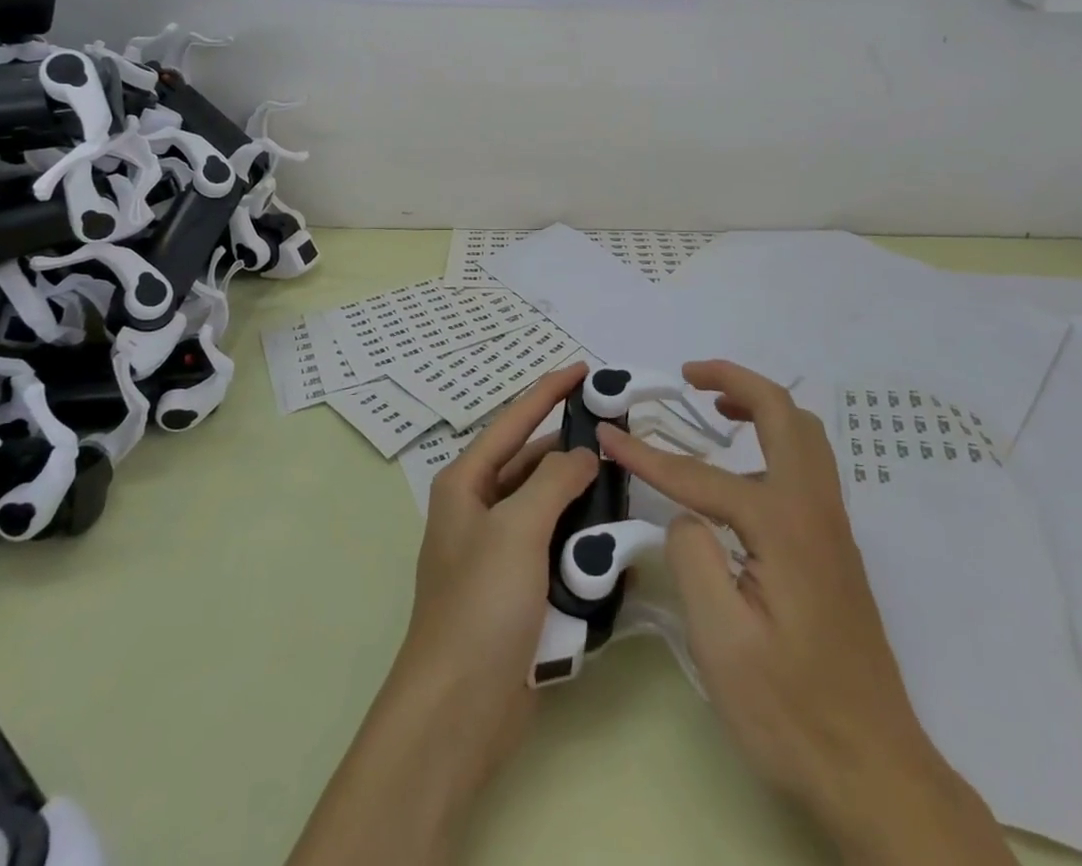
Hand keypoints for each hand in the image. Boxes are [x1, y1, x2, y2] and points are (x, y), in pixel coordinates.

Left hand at [288, 363, 597, 865]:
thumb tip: (584, 454)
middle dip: (570, 448)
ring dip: (579, 498)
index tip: (584, 370)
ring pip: (546, 506)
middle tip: (618, 433)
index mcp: (465, 483)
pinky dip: (578, 540)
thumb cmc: (481, 605)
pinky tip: (612, 537)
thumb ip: (553, 481)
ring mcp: (497, 552)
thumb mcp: (517, 529)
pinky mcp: (517, 590)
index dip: (548, 392)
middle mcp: (478, 509)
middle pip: (530, 463)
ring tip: (624, 482)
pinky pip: (553, 548)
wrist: (458, 711)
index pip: (513, 421)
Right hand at [598, 361, 1013, 865]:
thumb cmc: (791, 711)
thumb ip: (694, 557)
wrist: (876, 772)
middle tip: (688, 374)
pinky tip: (740, 472)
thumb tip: (687, 515)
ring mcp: (831, 528)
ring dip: (760, 404)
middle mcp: (814, 510)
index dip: (648, 455)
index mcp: (783, 526)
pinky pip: (806, 465)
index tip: (608, 435)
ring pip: (804, 435)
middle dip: (735, 380)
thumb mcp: (723, 642)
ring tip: (715, 405)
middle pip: (783, 414)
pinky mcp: (833, 549)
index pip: (701, 475)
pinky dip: (773, 438)